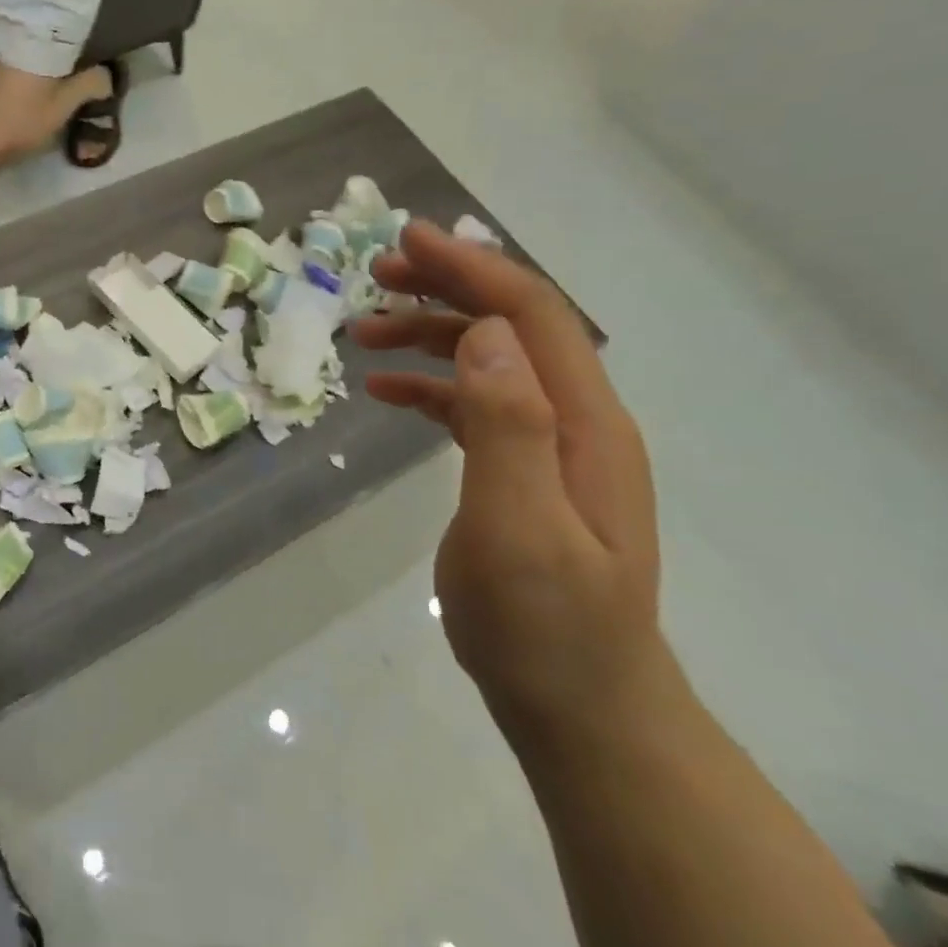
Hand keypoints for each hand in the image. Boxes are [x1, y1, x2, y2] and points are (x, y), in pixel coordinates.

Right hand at [353, 221, 663, 741]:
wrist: (583, 709)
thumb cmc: (546, 627)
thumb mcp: (520, 529)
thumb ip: (508, 428)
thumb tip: (485, 335)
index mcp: (583, 424)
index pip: (530, 317)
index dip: (472, 269)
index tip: (409, 238)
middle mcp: (574, 422)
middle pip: (512, 327)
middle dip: (447, 288)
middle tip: (377, 273)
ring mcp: (550, 449)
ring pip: (490, 362)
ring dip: (431, 335)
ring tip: (364, 331)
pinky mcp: (520, 475)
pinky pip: (474, 407)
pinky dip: (430, 386)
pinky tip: (385, 391)